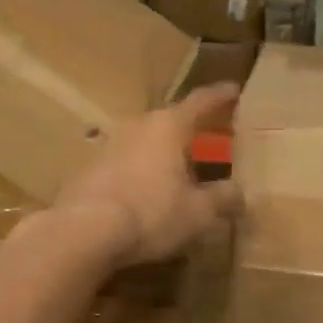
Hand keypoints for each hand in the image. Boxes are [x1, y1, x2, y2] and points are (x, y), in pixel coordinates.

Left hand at [49, 83, 243, 268]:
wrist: (83, 231)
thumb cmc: (151, 214)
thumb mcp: (198, 212)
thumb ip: (223, 198)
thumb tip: (239, 193)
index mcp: (168, 126)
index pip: (201, 102)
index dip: (221, 97)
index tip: (234, 90)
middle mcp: (137, 126)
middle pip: (170, 121)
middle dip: (190, 129)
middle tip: (210, 137)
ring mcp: (108, 145)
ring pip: (144, 141)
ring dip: (162, 151)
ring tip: (179, 169)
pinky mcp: (88, 169)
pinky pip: (124, 163)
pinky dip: (140, 171)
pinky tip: (146, 192)